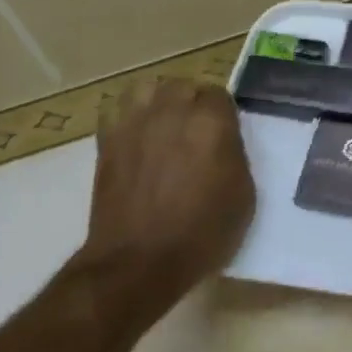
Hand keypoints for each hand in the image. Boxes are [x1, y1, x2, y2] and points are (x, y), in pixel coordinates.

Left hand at [72, 79, 255, 310]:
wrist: (138, 263)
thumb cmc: (201, 234)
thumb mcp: (243, 196)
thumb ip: (235, 155)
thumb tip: (222, 142)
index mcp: (211, 122)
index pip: (219, 95)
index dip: (222, 115)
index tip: (223, 135)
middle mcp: (173, 111)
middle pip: (184, 87)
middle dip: (191, 104)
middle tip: (195, 133)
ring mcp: (136, 123)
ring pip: (148, 89)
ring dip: (158, 102)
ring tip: (162, 126)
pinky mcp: (108, 140)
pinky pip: (117, 110)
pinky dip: (128, 116)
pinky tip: (135, 136)